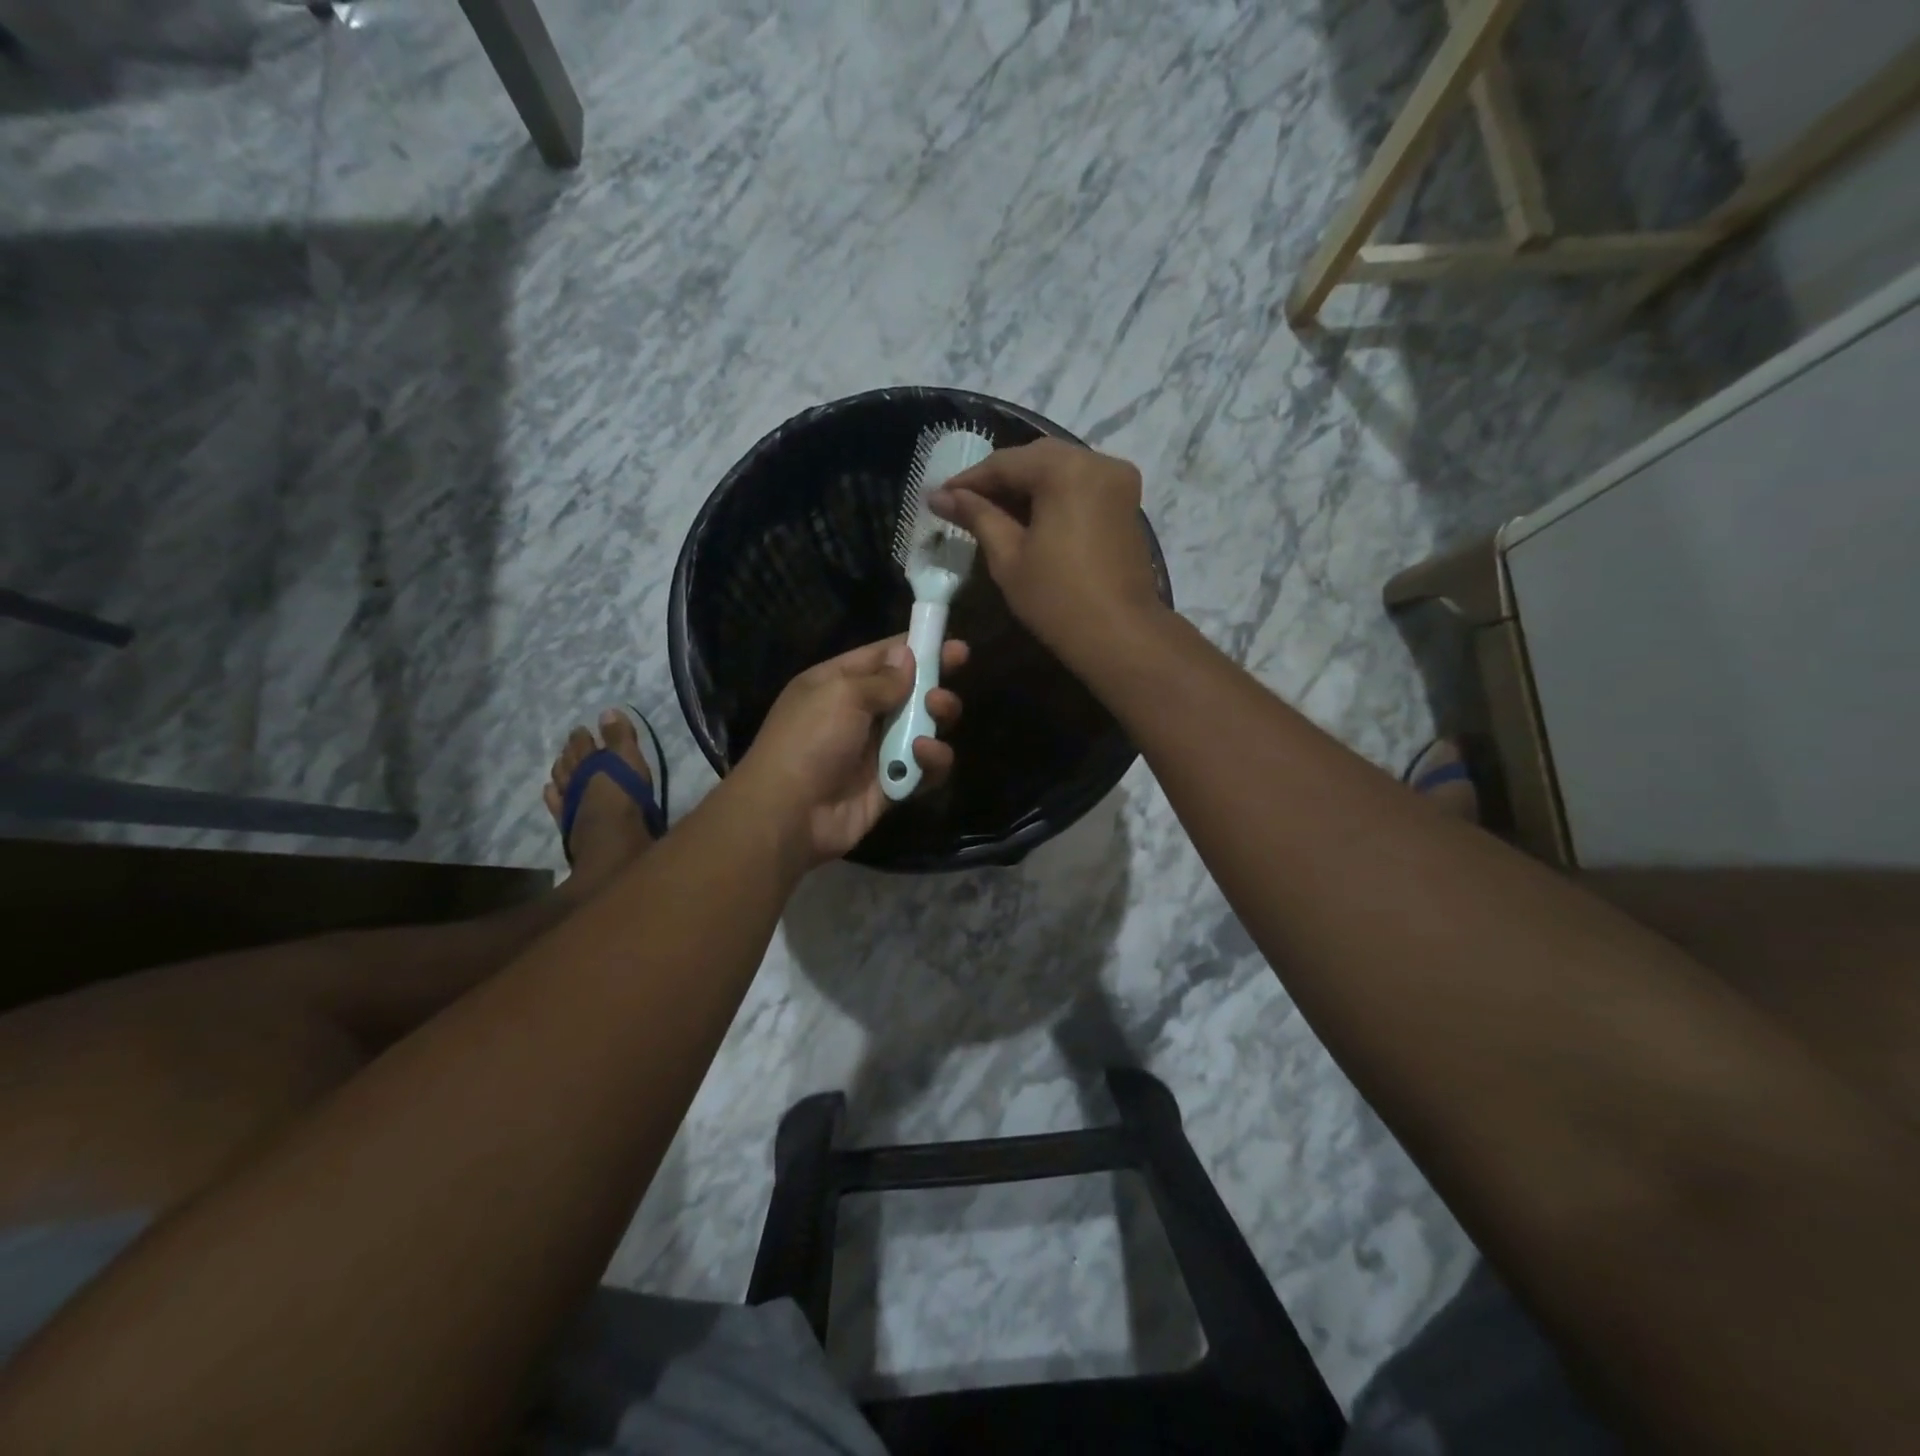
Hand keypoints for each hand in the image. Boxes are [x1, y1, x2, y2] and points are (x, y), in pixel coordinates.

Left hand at [733, 636, 967, 867]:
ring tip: (936, 714)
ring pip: (922, 728)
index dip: (918, 648)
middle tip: (945, 688)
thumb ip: (882, 678)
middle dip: (934, 686)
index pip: (882, 657)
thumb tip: (907, 656)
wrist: (789, 815)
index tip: (955, 646)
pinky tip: (923, 755)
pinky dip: (931, 760)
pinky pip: (923, 768)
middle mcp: (857, 714)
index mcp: (837, 684)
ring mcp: (875, 751)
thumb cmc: (809, 741)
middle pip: (908, 692)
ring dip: (936, 719)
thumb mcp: (841, 694)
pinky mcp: (891, 785)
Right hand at [930, 439, 1164, 668]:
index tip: (939, 498)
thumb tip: (940, 497)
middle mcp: (1097, 461)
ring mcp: (1117, 480)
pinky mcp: (1126, 501)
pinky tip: (1027, 518)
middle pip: (1035, 459)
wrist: (1119, 635)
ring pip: (1059, 469)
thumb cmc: (1056, 599)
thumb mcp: (1008, 556)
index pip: (1005, 463)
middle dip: (998, 480)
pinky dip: (1051, 495)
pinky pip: (1079, 485)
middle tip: (963, 504)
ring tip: (991, 512)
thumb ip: (977, 517)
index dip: (968, 481)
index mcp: (1066, 470)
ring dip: (1024, 487)